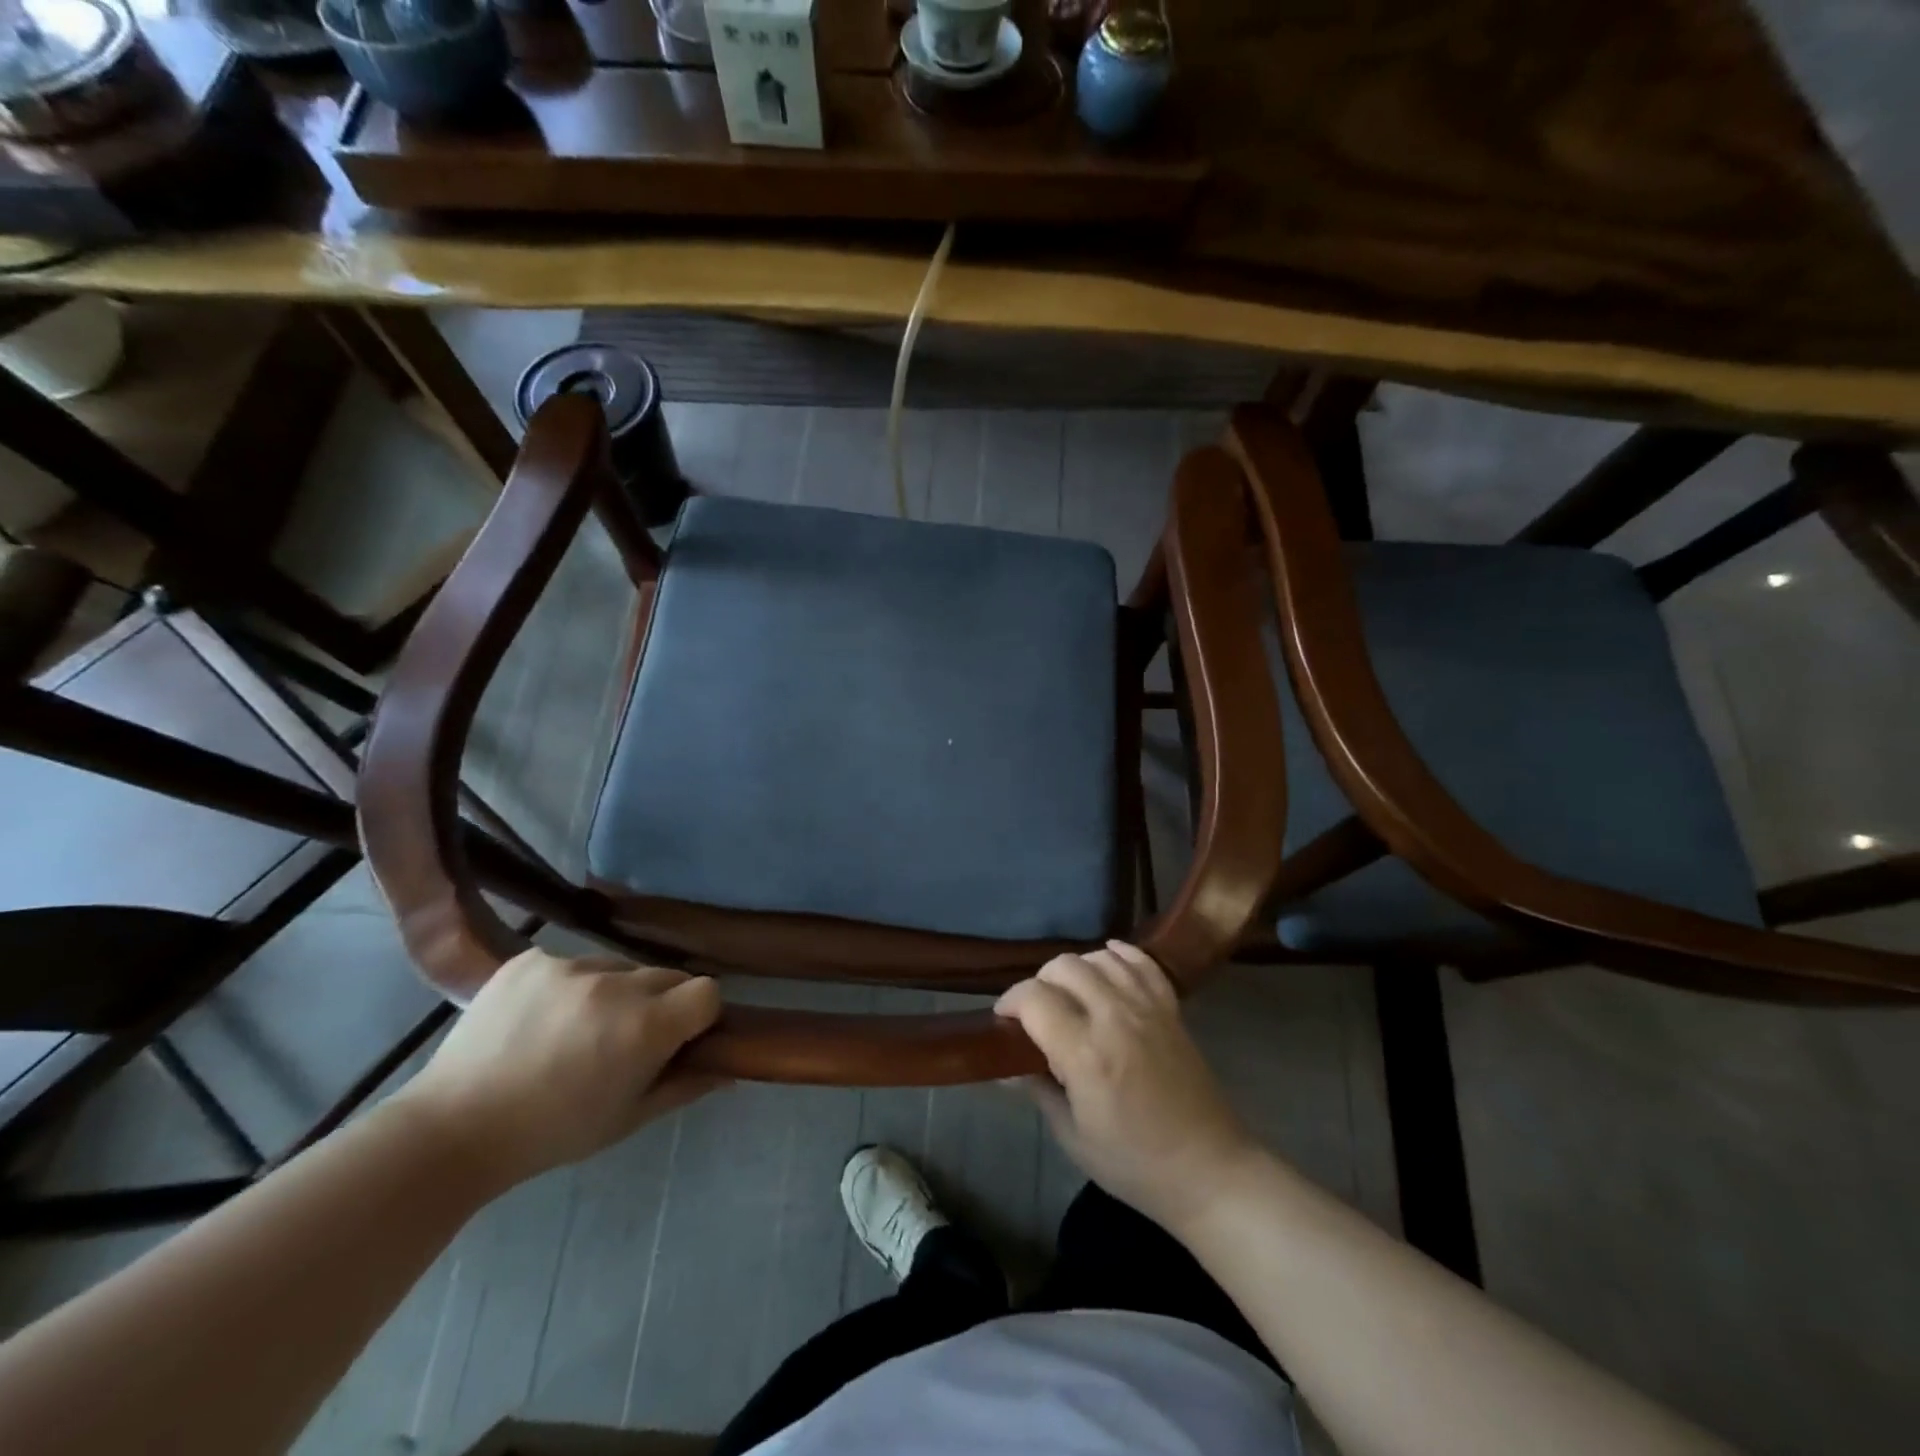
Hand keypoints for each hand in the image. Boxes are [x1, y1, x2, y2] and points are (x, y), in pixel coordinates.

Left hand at [394, 949, 725, 1188]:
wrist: (452, 1130)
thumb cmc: (552, 1133)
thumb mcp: (629, 1118)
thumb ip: (687, 1085)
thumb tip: (730, 1065)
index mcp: (644, 1026)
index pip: (707, 991)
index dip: (699, 1015)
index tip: (678, 1039)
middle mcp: (615, 983)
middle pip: (666, 975)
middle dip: (659, 1003)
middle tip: (625, 1040)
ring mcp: (568, 964)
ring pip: (618, 967)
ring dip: (614, 992)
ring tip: (575, 1031)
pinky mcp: (530, 959)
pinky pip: (571, 962)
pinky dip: (568, 986)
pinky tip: (540, 1019)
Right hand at [995, 942, 1259, 1233]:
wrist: (1209, 1171)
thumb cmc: (1135, 1165)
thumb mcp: (1073, 1137)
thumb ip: (1038, 1090)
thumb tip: (1005, 1067)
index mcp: (1085, 1053)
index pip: (1034, 998)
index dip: (1010, 1001)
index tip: (1003, 1019)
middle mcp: (1114, 1017)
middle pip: (1064, 966)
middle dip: (1039, 982)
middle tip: (1035, 1012)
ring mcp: (1147, 1008)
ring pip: (1100, 957)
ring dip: (1076, 969)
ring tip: (1070, 994)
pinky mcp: (1171, 1009)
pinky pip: (1142, 963)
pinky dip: (1119, 955)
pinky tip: (1106, 961)